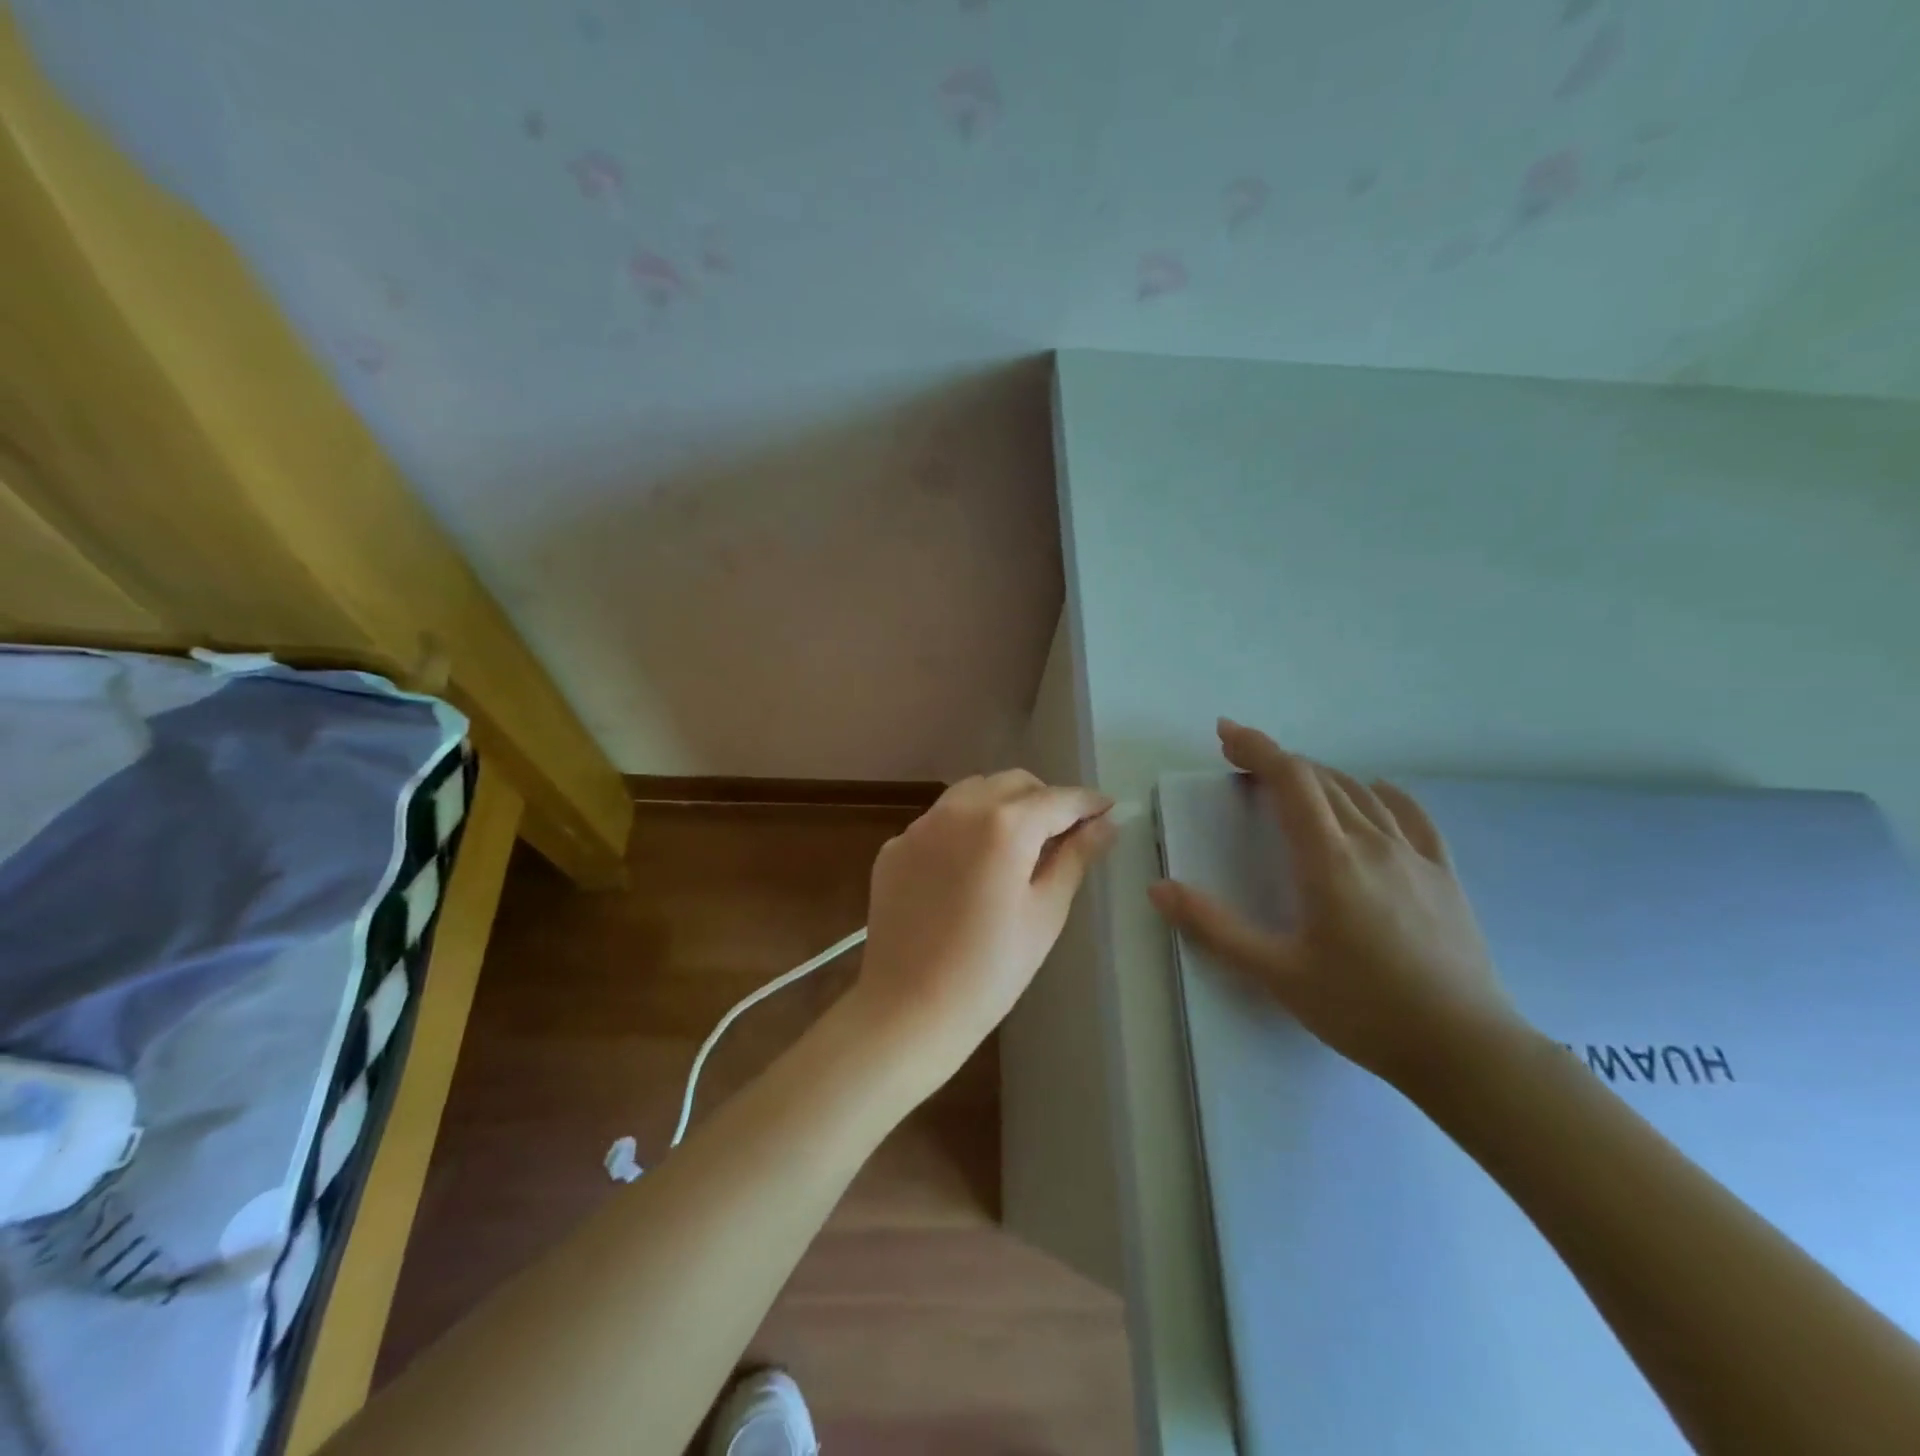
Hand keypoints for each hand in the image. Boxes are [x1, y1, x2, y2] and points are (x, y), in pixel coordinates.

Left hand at [853, 771, 1117, 1085]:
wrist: (909, 1008)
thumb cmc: (991, 968)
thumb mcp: (1045, 913)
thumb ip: (1075, 858)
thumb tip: (1105, 825)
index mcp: (1003, 824)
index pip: (1056, 799)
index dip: (1087, 802)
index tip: (1107, 808)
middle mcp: (958, 810)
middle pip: (1012, 783)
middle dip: (1044, 799)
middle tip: (1064, 832)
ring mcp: (920, 826)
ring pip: (971, 792)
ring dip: (1002, 805)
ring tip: (1018, 844)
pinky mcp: (894, 848)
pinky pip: (939, 821)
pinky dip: (964, 828)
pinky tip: (970, 866)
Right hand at [1148, 719, 1525, 1090]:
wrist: (1464, 1049)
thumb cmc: (1362, 1009)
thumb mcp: (1276, 973)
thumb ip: (1214, 927)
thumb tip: (1158, 889)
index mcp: (1328, 859)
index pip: (1289, 779)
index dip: (1256, 748)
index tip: (1225, 733)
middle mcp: (1371, 842)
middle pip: (1321, 779)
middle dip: (1277, 761)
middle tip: (1240, 762)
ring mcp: (1413, 855)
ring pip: (1360, 793)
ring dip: (1319, 776)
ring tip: (1292, 781)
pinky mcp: (1442, 874)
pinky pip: (1410, 816)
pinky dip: (1382, 794)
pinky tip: (1375, 792)